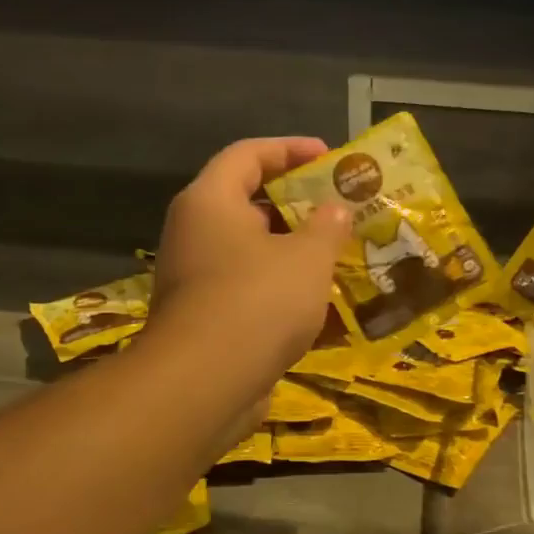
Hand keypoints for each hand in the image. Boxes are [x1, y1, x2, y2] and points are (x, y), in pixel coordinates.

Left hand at [146, 137, 350, 403]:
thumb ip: (327, 227)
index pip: (248, 154)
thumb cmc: (258, 301)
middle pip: (247, 203)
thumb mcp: (307, 258)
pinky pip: (248, 289)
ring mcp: (196, 279)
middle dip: (296, 206)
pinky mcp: (204, 319)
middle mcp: (195, 233)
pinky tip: (316, 303)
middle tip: (338, 211)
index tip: (329, 156)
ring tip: (336, 256)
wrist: (205, 384)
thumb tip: (335, 210)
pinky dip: (280, 289)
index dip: (290, 149)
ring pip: (250, 252)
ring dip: (291, 252)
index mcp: (210, 202)